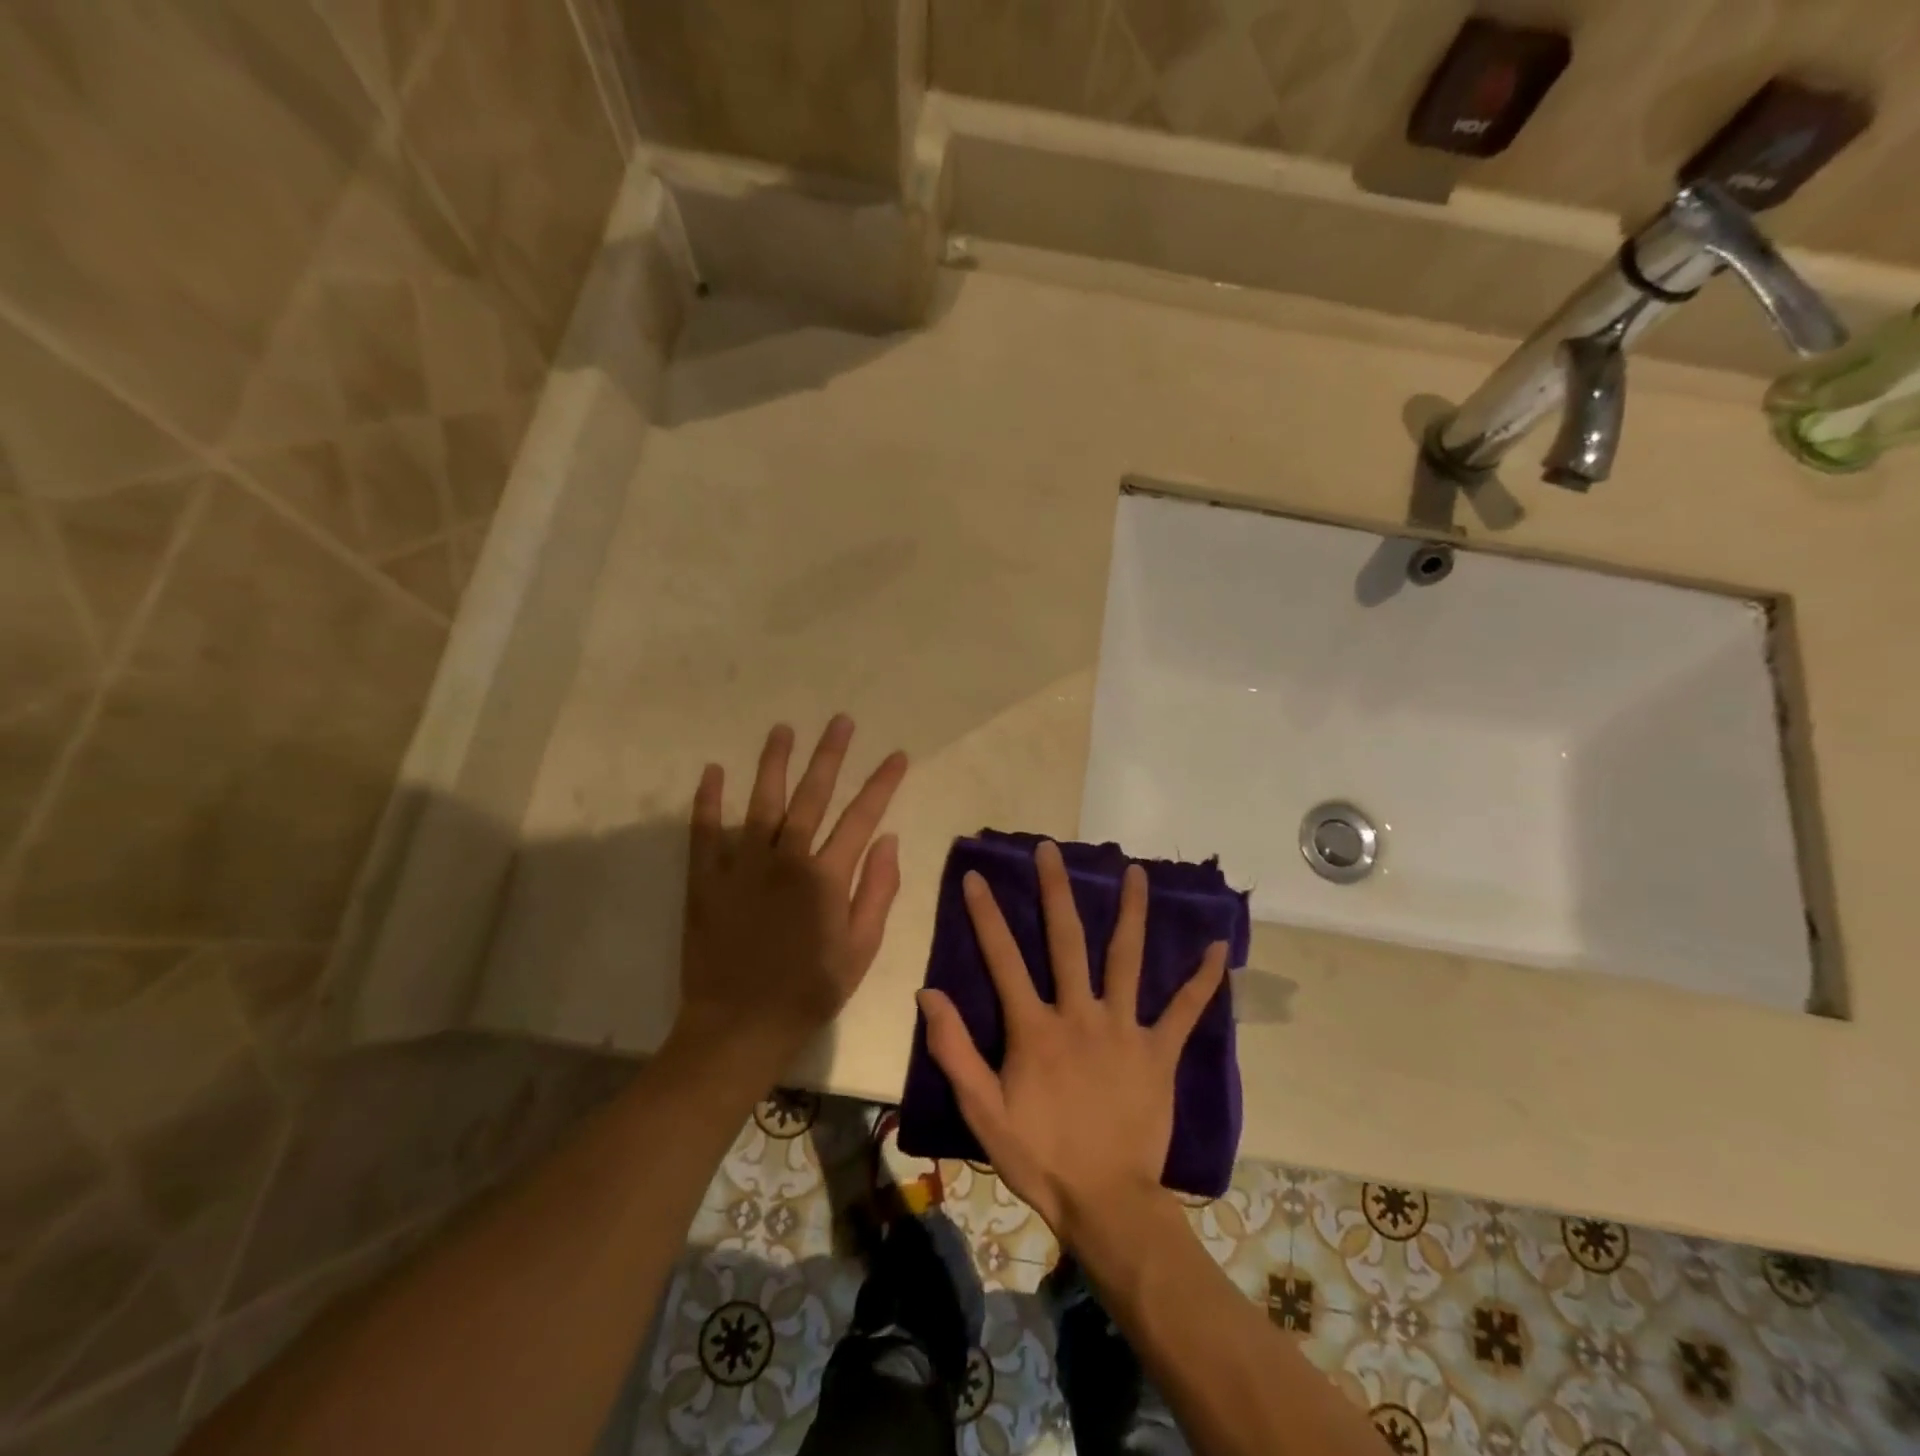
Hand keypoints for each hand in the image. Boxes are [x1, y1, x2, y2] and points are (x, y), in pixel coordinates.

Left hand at [677, 715, 907, 1066]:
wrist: (739, 1028)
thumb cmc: (809, 992)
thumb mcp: (860, 950)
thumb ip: (877, 891)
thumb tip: (889, 840)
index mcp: (826, 877)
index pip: (862, 816)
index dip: (882, 783)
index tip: (897, 755)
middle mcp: (786, 859)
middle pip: (812, 795)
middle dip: (830, 755)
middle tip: (841, 721)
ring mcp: (742, 866)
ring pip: (761, 801)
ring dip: (774, 762)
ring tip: (783, 729)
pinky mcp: (706, 879)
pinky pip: (704, 831)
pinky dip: (707, 800)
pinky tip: (713, 770)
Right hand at [917, 841, 1226, 1242]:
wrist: (1106, 1202)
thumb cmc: (1039, 1156)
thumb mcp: (982, 1109)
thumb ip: (954, 1049)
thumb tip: (927, 993)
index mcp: (1035, 1027)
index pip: (1003, 958)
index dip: (986, 915)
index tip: (976, 876)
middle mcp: (1080, 1014)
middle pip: (1067, 940)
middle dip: (1056, 890)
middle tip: (1051, 849)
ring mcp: (1124, 1029)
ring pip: (1128, 959)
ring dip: (1132, 913)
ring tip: (1137, 872)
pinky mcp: (1159, 1051)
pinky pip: (1184, 1010)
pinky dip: (1202, 980)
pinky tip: (1216, 947)